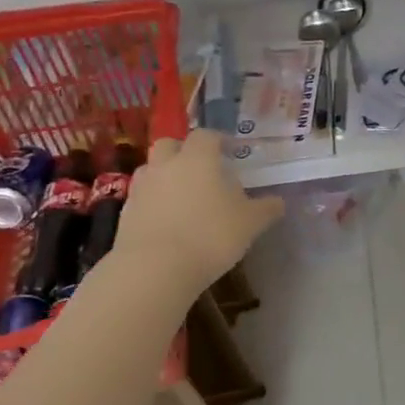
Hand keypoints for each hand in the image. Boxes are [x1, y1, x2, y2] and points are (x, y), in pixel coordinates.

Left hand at [111, 130, 282, 289]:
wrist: (154, 269)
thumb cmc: (210, 236)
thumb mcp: (250, 224)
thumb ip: (266, 209)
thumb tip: (278, 202)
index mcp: (198, 159)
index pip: (207, 135)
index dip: (219, 140)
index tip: (230, 151)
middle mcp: (166, 165)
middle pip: (170, 144)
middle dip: (184, 151)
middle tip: (201, 168)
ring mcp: (141, 188)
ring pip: (152, 169)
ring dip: (165, 175)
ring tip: (183, 196)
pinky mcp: (125, 214)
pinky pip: (142, 198)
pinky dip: (154, 202)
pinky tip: (168, 221)